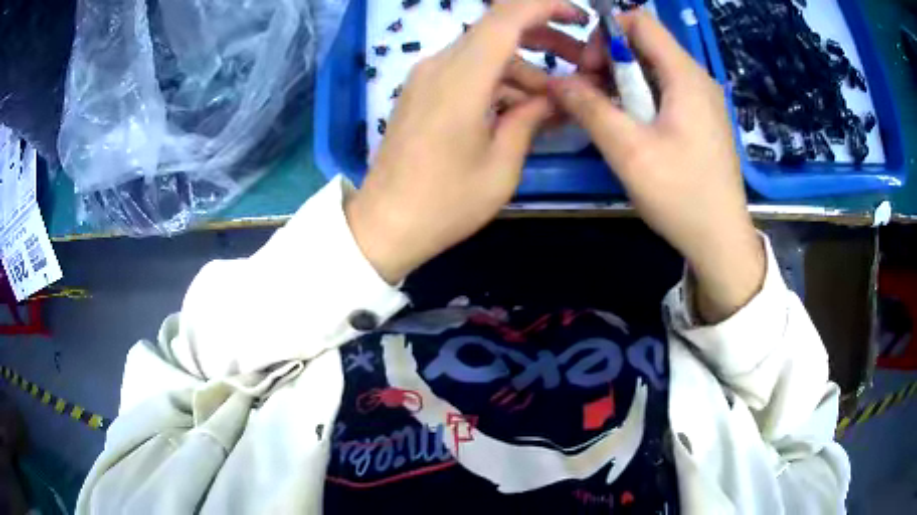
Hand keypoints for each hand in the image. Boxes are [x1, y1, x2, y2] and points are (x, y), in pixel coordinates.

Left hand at [347, 0, 587, 284]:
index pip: (506, 17)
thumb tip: (553, 96)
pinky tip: (520, 109)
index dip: (545, 7)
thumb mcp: (502, 166)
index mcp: (462, 79)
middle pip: (497, 30)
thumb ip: (530, 119)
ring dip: (523, 69)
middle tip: (579, 61)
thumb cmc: (445, 203)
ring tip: (554, 104)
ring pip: (485, 53)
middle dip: (544, 39)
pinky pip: (467, 72)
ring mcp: (426, 77)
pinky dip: (498, 82)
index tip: (579, 16)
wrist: (385, 224)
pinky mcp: (421, 92)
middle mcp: (440, 66)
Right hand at [550, 11, 764, 322]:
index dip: (606, 34)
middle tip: (591, 97)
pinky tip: (631, 128)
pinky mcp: (702, 120)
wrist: (722, 240)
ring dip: (622, 82)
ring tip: (607, 115)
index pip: (640, 20)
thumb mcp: (629, 152)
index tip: (589, 69)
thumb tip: (556, 81)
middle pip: (645, 43)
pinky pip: (664, 91)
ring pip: (652, 68)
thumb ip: (590, 108)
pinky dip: (640, 98)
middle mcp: (697, 79)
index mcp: (685, 75)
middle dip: (609, 60)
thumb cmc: (681, 195)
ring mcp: (702, 100)